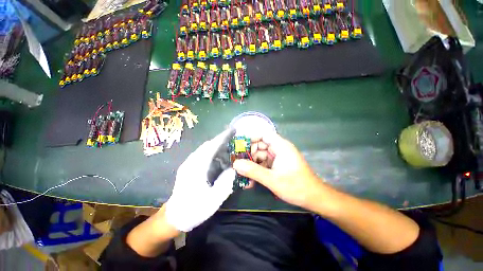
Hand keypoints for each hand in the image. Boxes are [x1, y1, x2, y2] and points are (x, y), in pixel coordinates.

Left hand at [165, 129, 235, 231]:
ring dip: (216, 146)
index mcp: (196, 168)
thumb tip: (233, 169)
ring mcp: (188, 164)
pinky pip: (202, 154)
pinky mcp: (188, 167)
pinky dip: (212, 152)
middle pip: (207, 145)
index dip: (222, 138)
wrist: (174, 217)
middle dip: (220, 140)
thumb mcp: (213, 200)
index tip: (232, 131)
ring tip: (229, 149)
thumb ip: (225, 183)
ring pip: (204, 149)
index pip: (211, 147)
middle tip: (233, 140)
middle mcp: (191, 162)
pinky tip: (219, 159)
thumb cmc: (193, 209)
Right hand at [233, 133, 324, 209]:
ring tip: (242, 174)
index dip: (251, 137)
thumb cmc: (296, 186)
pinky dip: (257, 169)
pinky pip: (264, 163)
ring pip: (261, 155)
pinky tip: (251, 180)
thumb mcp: (272, 179)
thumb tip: (236, 164)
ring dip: (252, 164)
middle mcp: (279, 149)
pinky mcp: (277, 165)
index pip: (264, 135)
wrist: (313, 198)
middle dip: (249, 154)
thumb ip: (253, 171)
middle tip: (238, 163)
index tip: (239, 145)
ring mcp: (278, 157)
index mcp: (281, 146)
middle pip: (260, 145)